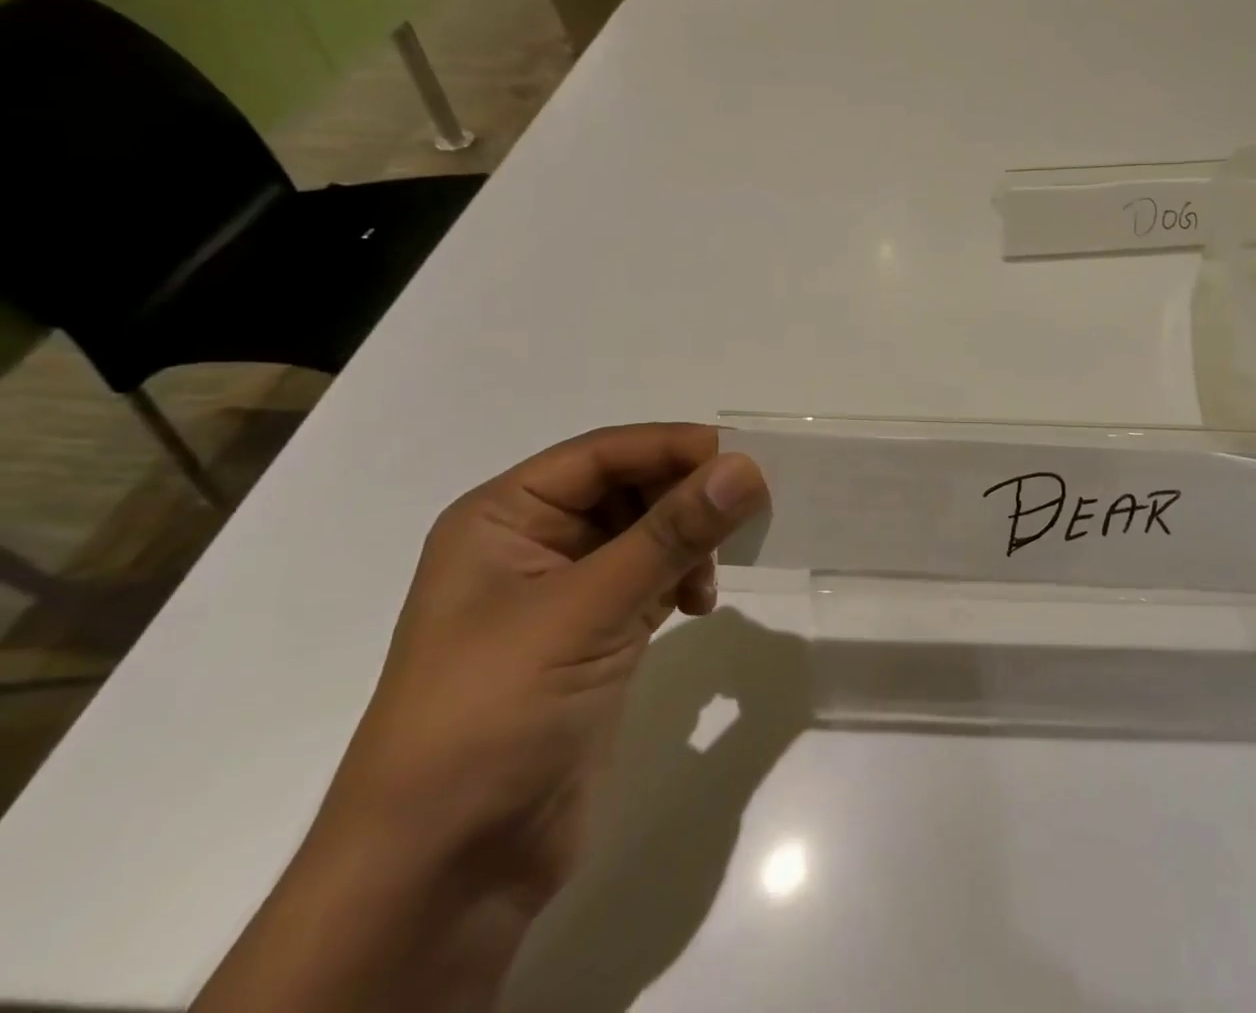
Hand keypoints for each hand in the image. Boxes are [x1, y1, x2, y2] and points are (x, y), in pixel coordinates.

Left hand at [322, 423, 768, 901]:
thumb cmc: (494, 712)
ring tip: (713, 575)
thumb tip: (746, 467)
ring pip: (647, 534)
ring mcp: (565, 593)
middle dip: (684, 497)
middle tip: (745, 513)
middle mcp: (532, 543)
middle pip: (628, 488)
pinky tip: (699, 605)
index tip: (742, 458)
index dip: (671, 447)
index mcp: (504, 517)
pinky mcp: (596, 636)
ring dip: (689, 542)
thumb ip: (672, 534)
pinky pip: (653, 579)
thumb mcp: (586, 609)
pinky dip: (684, 580)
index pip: (602, 454)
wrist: (446, 871)